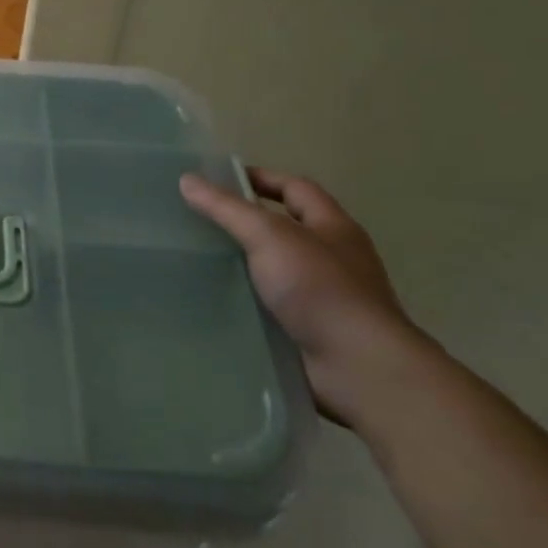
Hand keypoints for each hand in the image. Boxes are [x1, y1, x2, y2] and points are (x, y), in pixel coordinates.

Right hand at [180, 166, 435, 430]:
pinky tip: (213, 299)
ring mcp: (322, 296)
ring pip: (273, 269)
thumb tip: (188, 179)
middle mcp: (331, 257)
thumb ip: (227, 209)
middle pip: (282, 228)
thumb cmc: (320, 289)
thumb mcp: (269, 236)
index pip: (294, 188)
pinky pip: (269, 305)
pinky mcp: (308, 329)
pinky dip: (244, 300)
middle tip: (195, 220)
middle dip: (242, 222)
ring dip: (240, 264)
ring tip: (194, 259)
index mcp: (332, 227)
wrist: (359, 368)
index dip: (259, 179)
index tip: (215, 180)